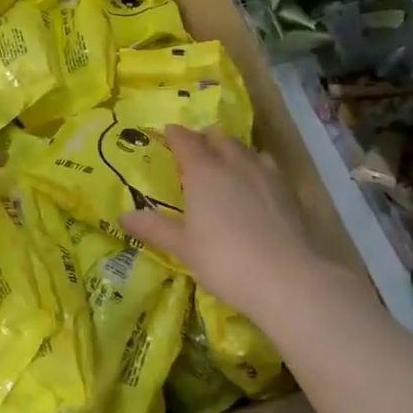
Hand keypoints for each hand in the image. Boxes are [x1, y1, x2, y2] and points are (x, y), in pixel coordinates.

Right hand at [122, 127, 332, 320]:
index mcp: (203, 172)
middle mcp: (234, 163)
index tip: (166, 133)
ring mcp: (266, 174)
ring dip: (231, 150)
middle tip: (193, 150)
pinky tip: (255, 184)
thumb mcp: (183, 248)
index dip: (174, 134)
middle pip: (217, 137)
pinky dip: (255, 166)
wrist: (289, 279)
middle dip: (203, 138)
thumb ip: (154, 228)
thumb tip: (123, 216)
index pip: (185, 140)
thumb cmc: (225, 261)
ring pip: (244, 149)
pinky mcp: (289, 190)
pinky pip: (266, 165)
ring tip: (224, 163)